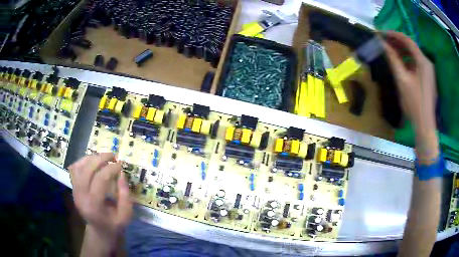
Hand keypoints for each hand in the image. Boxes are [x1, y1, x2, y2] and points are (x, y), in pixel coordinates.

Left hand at [69, 153, 132, 252]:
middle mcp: (80, 197)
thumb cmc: (114, 225)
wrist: (99, 231)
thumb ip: (125, 196)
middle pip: (86, 170)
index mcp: (94, 206)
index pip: (100, 180)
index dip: (111, 169)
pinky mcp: (73, 188)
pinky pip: (74, 169)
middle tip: (112, 155)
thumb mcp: (126, 215)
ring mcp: (74, 191)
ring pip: (78, 166)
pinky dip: (83, 161)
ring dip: (91, 158)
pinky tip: (92, 161)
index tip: (121, 165)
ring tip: (103, 157)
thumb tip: (121, 173)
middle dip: (100, 158)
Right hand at [383, 31, 438, 161]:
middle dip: (397, 43)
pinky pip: (416, 64)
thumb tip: (382, 44)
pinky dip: (407, 61)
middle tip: (384, 42)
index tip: (381, 33)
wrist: (425, 125)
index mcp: (423, 61)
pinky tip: (400, 63)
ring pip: (414, 55)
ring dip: (402, 52)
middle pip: (411, 47)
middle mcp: (427, 63)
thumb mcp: (402, 79)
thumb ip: (393, 59)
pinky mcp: (428, 78)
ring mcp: (429, 71)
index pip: (407, 40)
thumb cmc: (414, 102)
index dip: (394, 34)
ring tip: (390, 51)